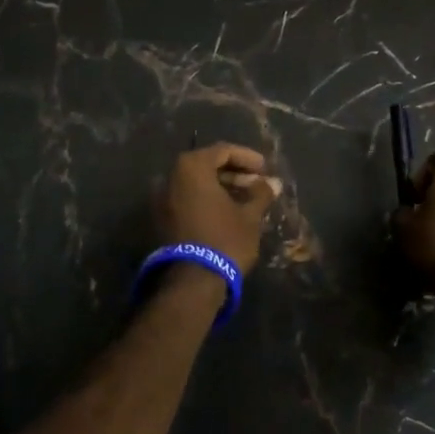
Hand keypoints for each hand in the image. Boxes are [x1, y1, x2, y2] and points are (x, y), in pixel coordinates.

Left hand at [155, 143, 282, 274]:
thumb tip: (273, 183)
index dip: (247, 158)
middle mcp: (172, 177)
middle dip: (234, 173)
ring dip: (221, 187)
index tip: (265, 170)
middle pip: (207, 165)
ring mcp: (163, 198)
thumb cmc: (224, 239)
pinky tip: (228, 212)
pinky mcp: (161, 218)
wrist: (192, 282)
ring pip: (197, 183)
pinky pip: (188, 198)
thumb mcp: (249, 215)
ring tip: (246, 200)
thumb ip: (260, 193)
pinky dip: (207, 200)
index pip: (223, 151)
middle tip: (257, 185)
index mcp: (192, 167)